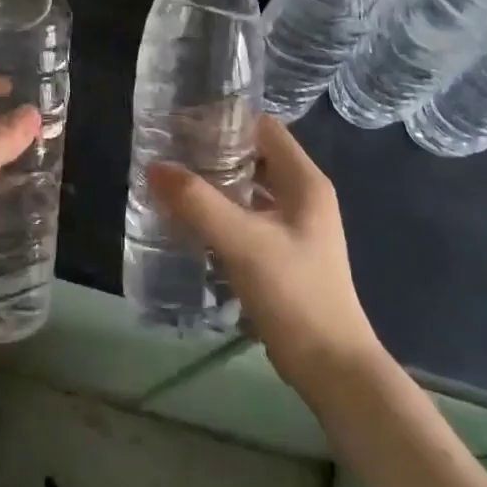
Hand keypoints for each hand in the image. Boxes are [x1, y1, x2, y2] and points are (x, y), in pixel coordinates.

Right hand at [149, 115, 381, 397]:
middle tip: (169, 152)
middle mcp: (303, 196)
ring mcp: (295, 226)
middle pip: (254, 156)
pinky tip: (189, 222)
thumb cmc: (294, 293)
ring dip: (214, 184)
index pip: (263, 128)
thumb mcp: (242, 242)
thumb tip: (155, 167)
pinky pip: (247, 218)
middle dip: (213, 152)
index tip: (183, 123)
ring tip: (172, 183)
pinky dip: (220, 213)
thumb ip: (197, 202)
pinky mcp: (283, 253)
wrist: (331, 367)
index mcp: (304, 181)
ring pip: (249, 188)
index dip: (226, 120)